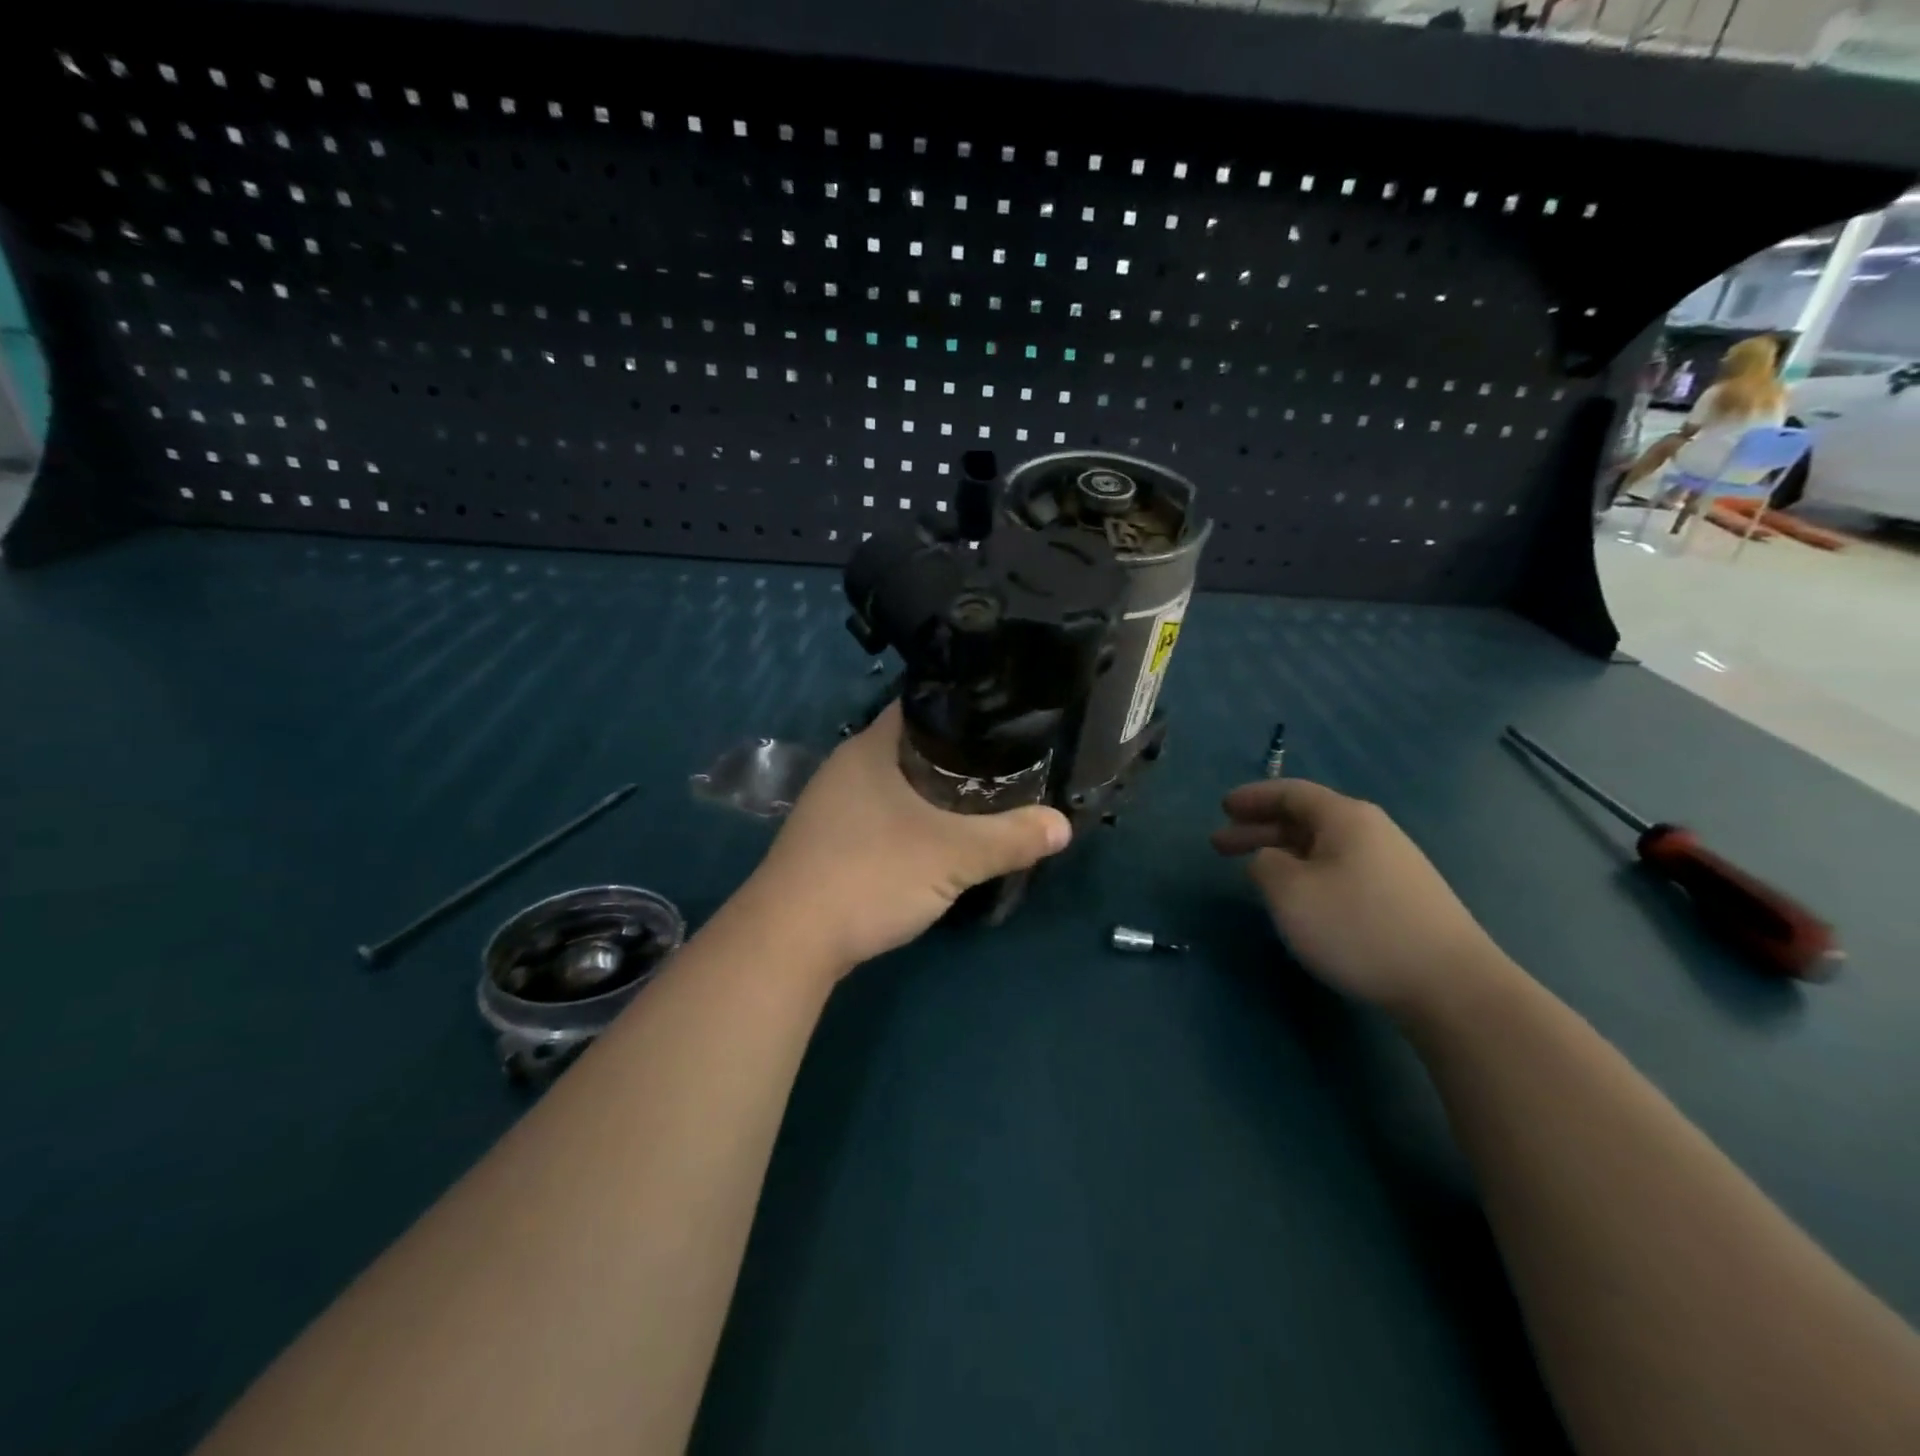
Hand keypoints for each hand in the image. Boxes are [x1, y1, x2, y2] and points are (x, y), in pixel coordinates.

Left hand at [743, 704, 1071, 973]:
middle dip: (956, 756)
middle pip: (911, 746)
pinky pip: (879, 815)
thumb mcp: (953, 856)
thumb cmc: (871, 874)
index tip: (1003, 722)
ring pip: (895, 784)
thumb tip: (1062, 826)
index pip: (922, 706)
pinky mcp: (827, 841)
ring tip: (979, 801)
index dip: (963, 709)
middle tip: (1003, 766)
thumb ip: (1011, 838)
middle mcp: (846, 767)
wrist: (789, 939)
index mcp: (870, 748)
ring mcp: (831, 806)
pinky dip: (909, 820)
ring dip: (931, 792)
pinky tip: (933, 840)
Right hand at [1212, 779, 1502, 1017]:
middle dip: (1259, 829)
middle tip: (1220, 845)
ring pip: (1323, 847)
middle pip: (1305, 819)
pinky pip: (1341, 870)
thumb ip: (1265, 865)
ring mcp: (1392, 865)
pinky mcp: (1403, 898)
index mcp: (1345, 818)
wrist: (1451, 985)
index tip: (1222, 808)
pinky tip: (1300, 899)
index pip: (1290, 793)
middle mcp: (1372, 831)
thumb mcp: (1290, 892)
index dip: (1253, 798)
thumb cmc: (1359, 927)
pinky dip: (1308, 873)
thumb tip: (1269, 860)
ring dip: (1282, 854)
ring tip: (1254, 873)